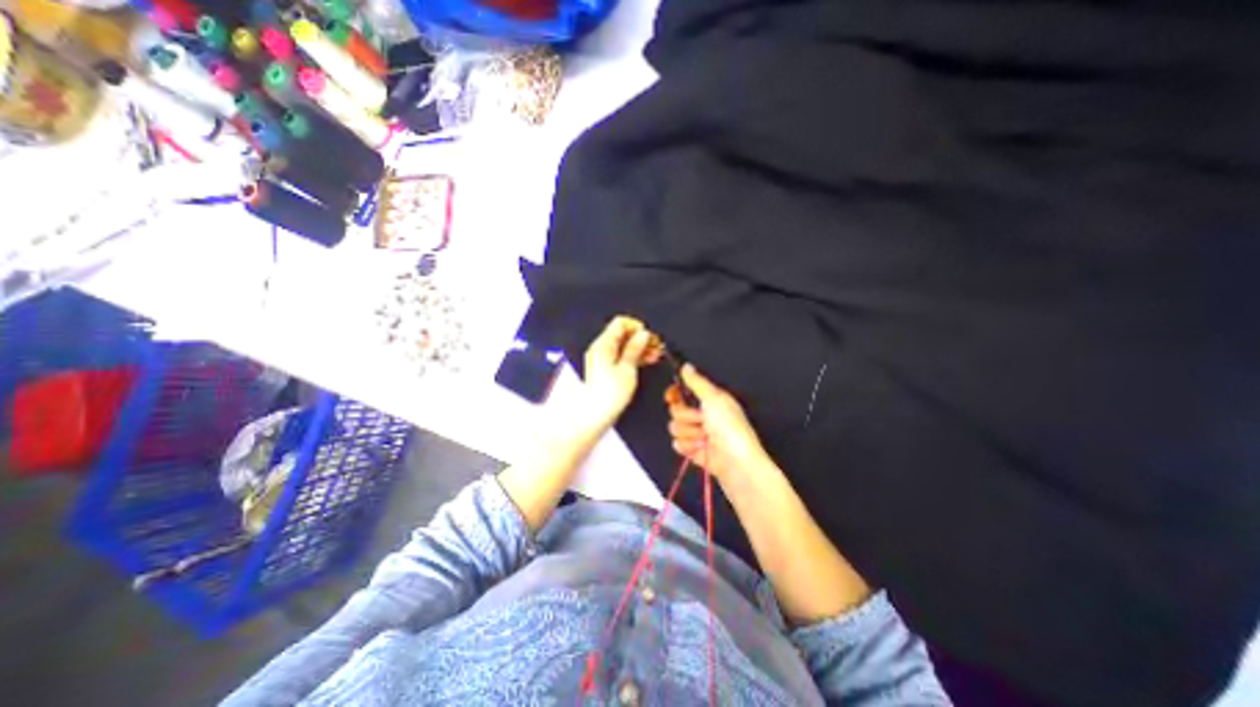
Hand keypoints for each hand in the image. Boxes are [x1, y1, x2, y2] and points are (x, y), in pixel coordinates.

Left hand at [581, 315, 661, 427]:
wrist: (593, 415)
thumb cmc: (608, 395)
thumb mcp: (627, 369)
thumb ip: (635, 349)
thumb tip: (643, 334)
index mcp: (603, 345)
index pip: (620, 323)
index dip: (636, 327)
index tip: (649, 336)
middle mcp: (600, 348)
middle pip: (622, 334)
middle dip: (640, 337)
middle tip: (655, 346)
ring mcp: (602, 358)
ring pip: (623, 345)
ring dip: (639, 348)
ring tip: (655, 354)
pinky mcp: (605, 369)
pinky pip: (620, 355)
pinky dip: (633, 356)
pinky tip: (645, 361)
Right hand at [662, 360, 772, 483]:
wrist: (737, 463)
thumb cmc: (731, 429)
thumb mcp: (714, 399)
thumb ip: (697, 382)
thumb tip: (686, 366)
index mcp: (710, 400)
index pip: (684, 392)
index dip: (675, 394)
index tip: (672, 396)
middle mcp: (703, 415)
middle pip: (676, 410)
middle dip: (686, 416)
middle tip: (701, 420)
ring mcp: (697, 434)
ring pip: (675, 428)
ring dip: (689, 433)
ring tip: (704, 438)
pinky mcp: (693, 451)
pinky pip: (677, 444)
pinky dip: (688, 447)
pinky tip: (701, 449)